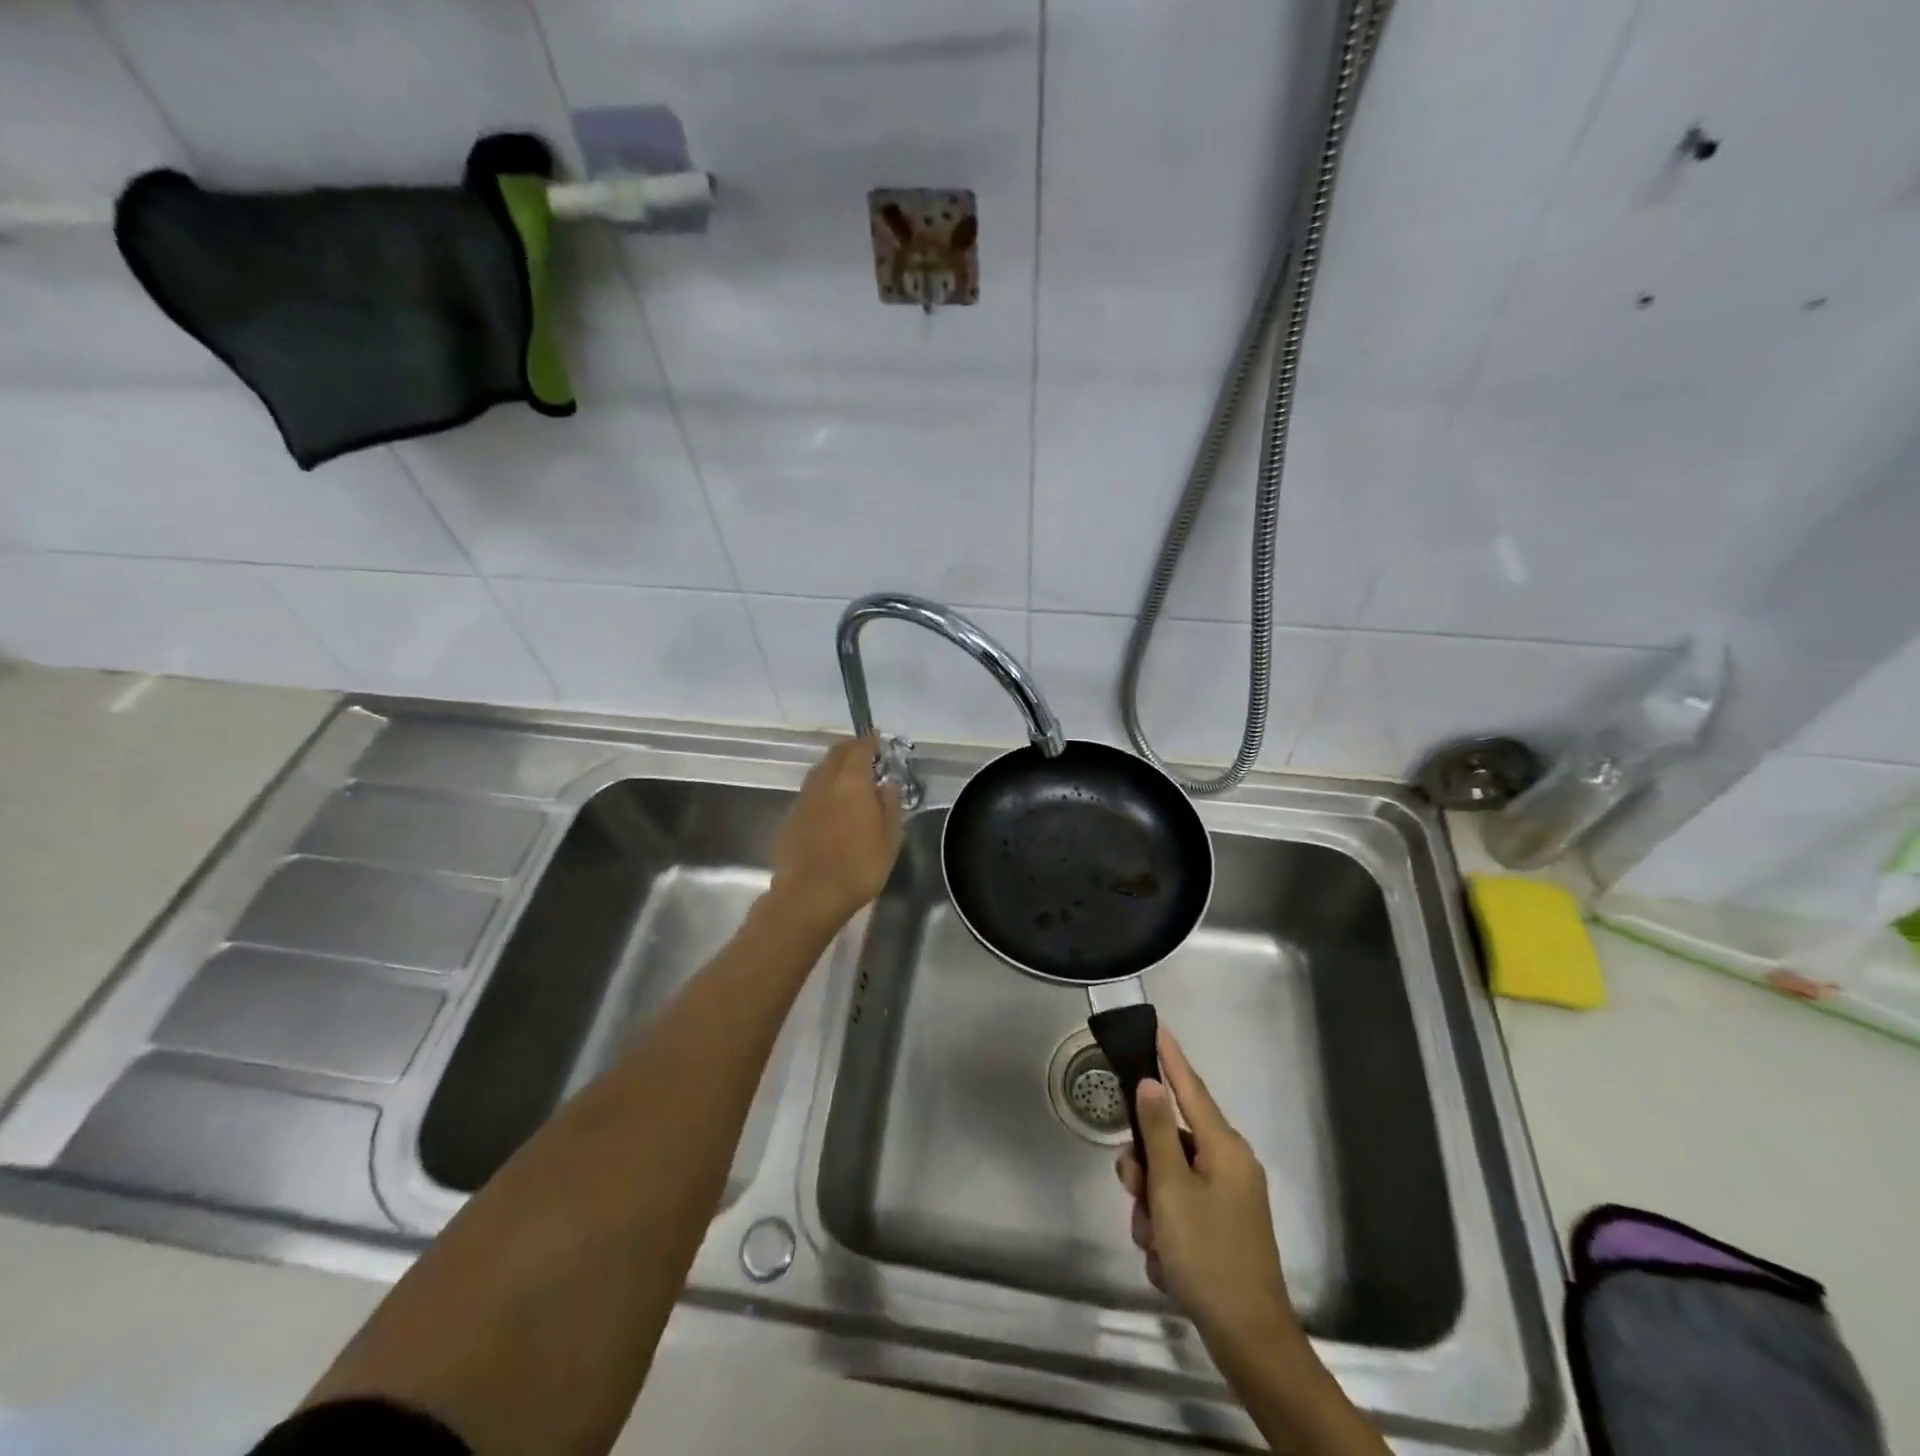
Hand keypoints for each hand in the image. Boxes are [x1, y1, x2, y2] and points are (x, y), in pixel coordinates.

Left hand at [768, 733, 903, 928]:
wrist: (810, 894)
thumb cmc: (859, 865)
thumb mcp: (890, 837)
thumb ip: (889, 804)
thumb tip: (885, 784)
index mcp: (851, 780)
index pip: (859, 748)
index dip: (870, 741)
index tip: (878, 740)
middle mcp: (823, 782)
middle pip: (835, 755)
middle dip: (851, 750)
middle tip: (866, 756)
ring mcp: (803, 799)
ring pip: (820, 772)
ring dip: (835, 769)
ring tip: (849, 780)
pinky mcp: (790, 818)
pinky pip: (810, 793)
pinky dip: (823, 790)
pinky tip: (831, 806)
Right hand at [1117, 1030, 1303, 1359]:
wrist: (1251, 1342)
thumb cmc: (1209, 1256)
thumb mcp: (1172, 1190)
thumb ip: (1158, 1132)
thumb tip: (1151, 1084)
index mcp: (1224, 1149)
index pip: (1191, 1089)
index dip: (1171, 1059)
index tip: (1157, 1027)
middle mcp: (1229, 1165)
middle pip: (1170, 1142)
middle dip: (1145, 1169)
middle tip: (1134, 1196)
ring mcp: (1227, 1199)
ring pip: (1169, 1181)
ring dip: (1151, 1210)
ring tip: (1155, 1245)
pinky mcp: (1222, 1228)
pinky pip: (1179, 1212)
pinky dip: (1166, 1233)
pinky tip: (1167, 1264)